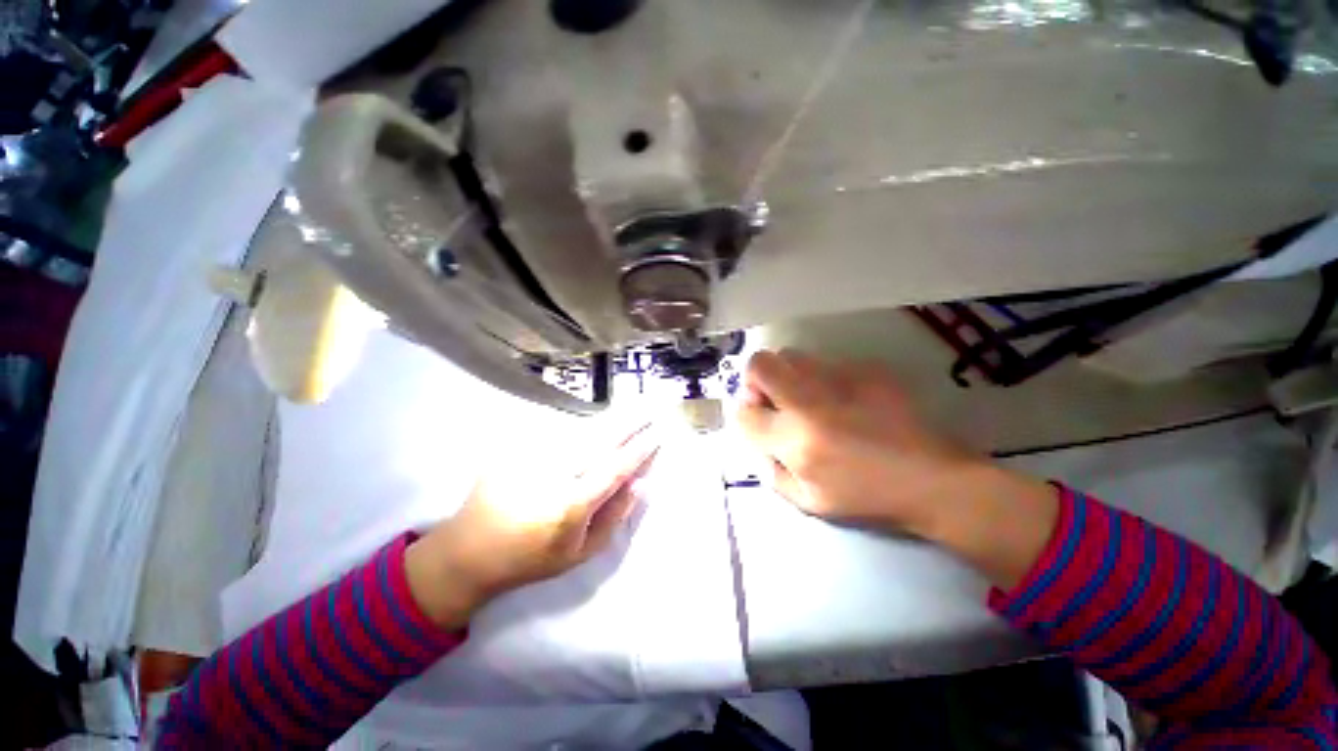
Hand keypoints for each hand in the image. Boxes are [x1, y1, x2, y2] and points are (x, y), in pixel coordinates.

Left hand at [405, 422, 660, 628]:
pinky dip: (581, 427)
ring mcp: (533, 457)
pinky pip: (558, 433)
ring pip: (581, 431)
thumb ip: (615, 516)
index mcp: (572, 504)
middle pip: (601, 440)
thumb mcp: (581, 553)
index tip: (657, 434)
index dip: (640, 449)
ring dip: (609, 419)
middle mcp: (555, 474)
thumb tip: (641, 483)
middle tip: (650, 407)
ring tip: (632, 407)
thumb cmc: (532, 558)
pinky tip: (596, 424)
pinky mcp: (518, 449)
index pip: (616, 467)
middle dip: (630, 422)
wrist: (470, 550)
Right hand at [737, 350, 1056, 586]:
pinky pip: (825, 362)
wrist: (935, 480)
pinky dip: (820, 377)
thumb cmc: (869, 498)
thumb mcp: (809, 502)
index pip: (744, 412)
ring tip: (805, 397)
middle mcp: (811, 402)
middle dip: (755, 380)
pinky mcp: (866, 369)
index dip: (744, 414)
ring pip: (791, 355)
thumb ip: (771, 471)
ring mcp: (841, 379)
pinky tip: (842, 398)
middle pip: (760, 364)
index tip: (758, 420)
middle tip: (773, 399)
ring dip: (786, 374)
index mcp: (796, 441)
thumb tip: (758, 440)